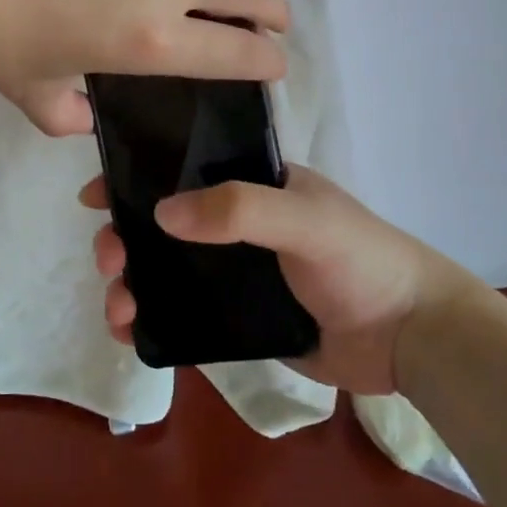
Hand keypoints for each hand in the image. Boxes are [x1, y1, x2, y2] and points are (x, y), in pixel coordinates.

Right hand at [80, 165, 481, 393]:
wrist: (410, 338)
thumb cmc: (362, 261)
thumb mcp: (304, 220)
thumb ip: (239, 209)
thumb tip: (161, 212)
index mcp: (253, 185)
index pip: (183, 168)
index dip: (136, 176)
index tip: (96, 195)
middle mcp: (238, 224)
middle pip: (163, 224)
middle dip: (126, 237)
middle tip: (109, 259)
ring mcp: (235, 273)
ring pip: (166, 270)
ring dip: (132, 282)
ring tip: (118, 309)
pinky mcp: (238, 319)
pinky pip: (183, 312)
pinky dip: (152, 319)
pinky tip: (132, 332)